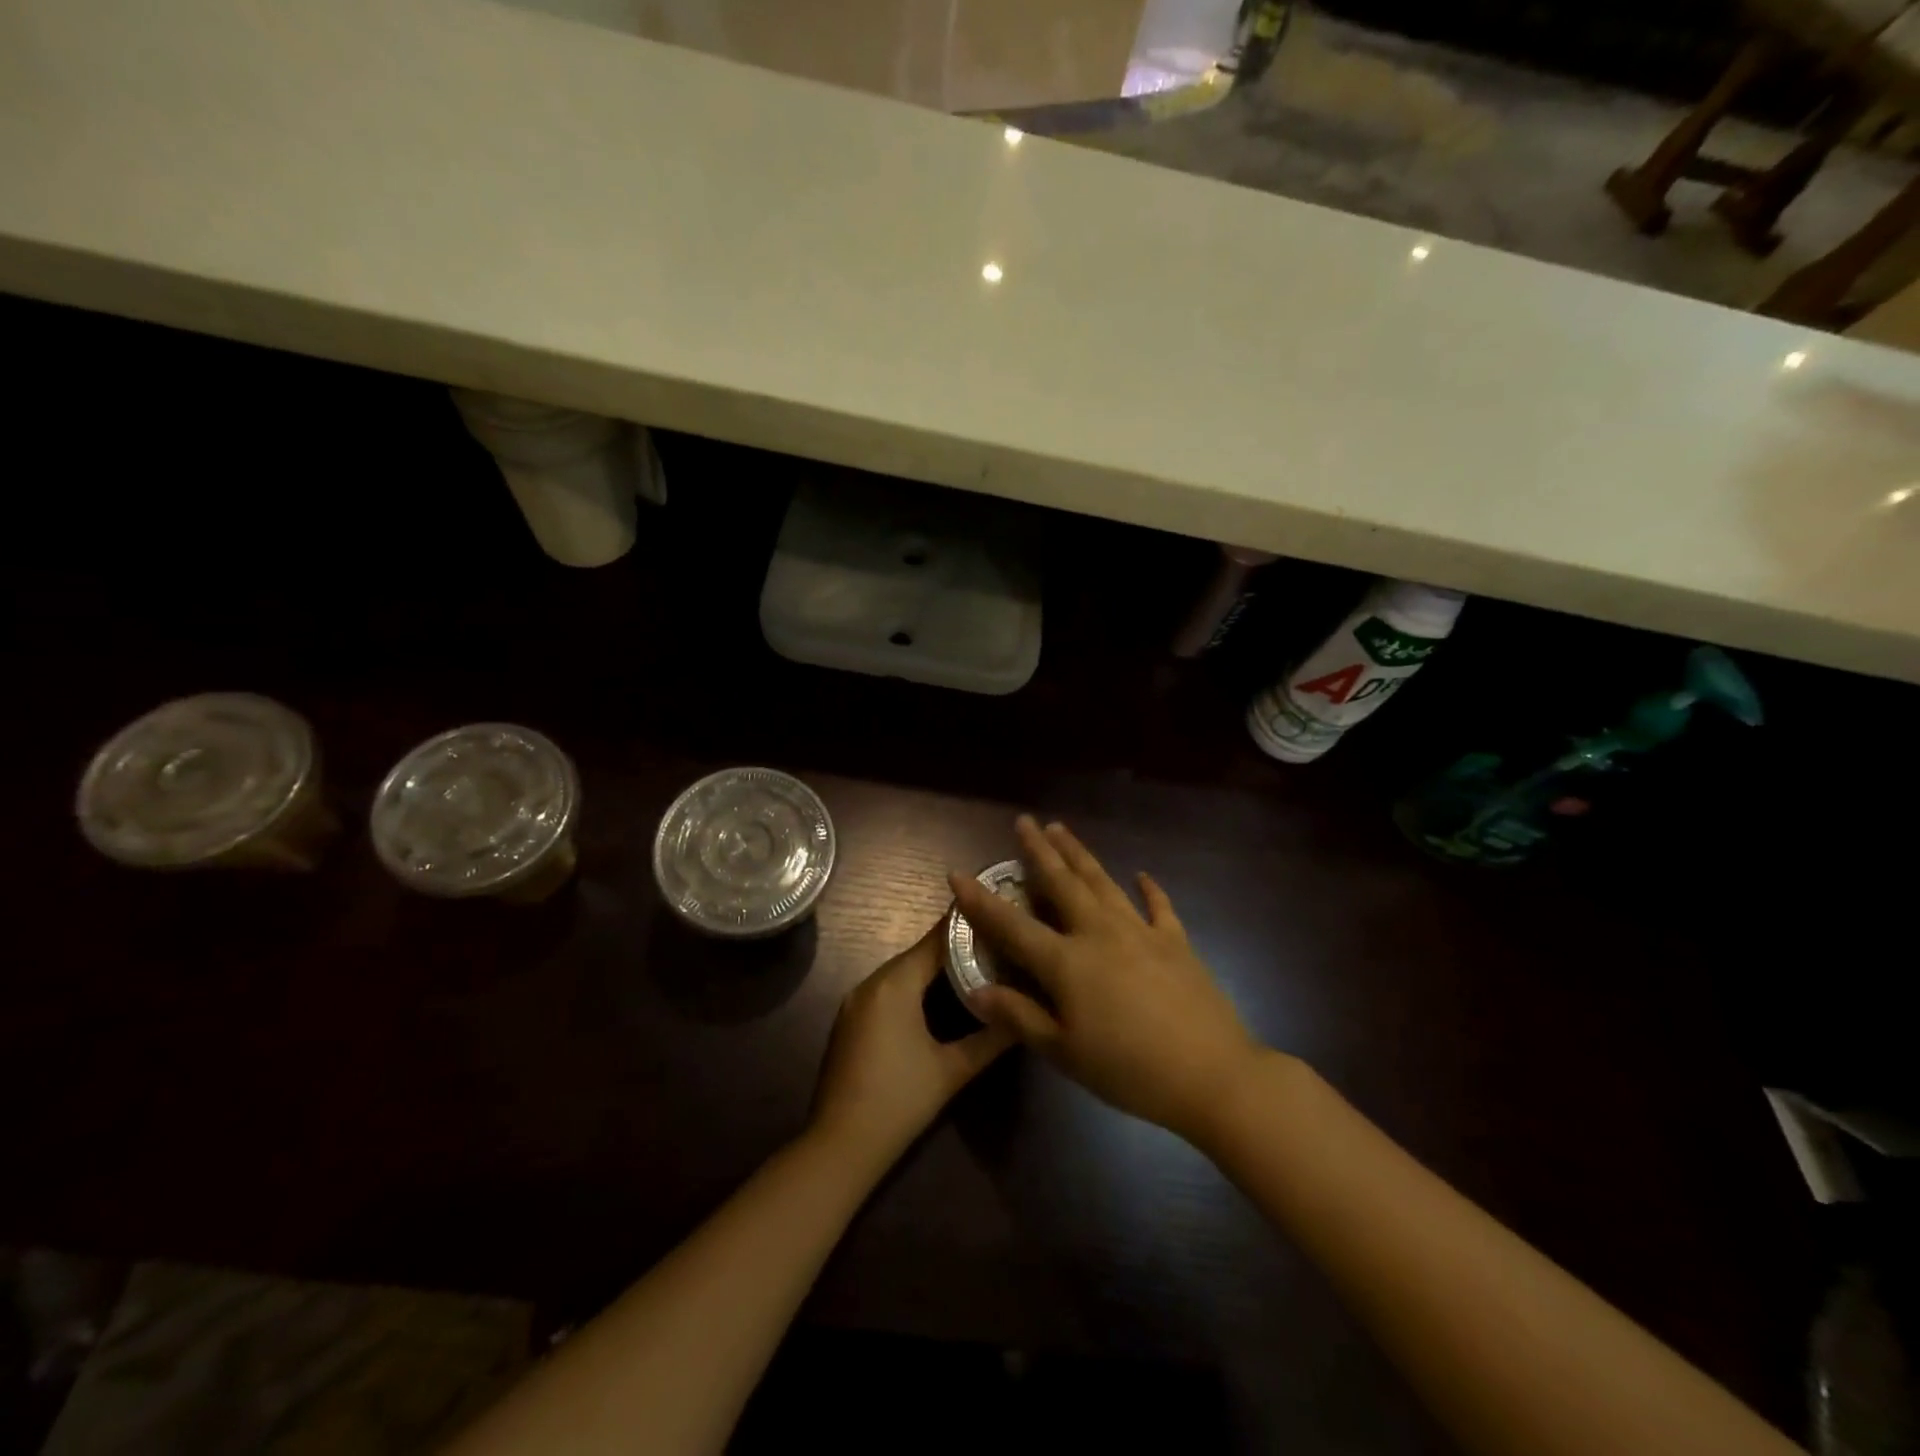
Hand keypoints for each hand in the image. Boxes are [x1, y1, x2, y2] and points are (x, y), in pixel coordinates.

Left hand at [810, 921, 1014, 1166]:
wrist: (840, 1146)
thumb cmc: (899, 1102)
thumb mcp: (952, 1070)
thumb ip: (991, 1037)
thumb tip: (1024, 1015)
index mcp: (894, 984)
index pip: (936, 940)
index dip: (968, 926)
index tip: (998, 915)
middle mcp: (871, 982)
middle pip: (919, 953)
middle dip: (955, 947)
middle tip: (995, 943)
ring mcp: (856, 1001)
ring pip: (902, 971)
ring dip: (934, 967)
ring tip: (976, 964)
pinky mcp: (850, 1020)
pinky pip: (888, 989)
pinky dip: (914, 985)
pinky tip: (939, 996)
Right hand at [949, 816, 1265, 1142]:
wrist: (1212, 1074)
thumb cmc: (1129, 1069)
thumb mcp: (1064, 1052)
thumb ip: (1019, 1017)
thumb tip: (976, 991)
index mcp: (1067, 961)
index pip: (1012, 925)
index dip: (981, 900)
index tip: (958, 873)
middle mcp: (1099, 933)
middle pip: (1062, 882)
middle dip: (1039, 850)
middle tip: (1025, 821)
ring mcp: (1140, 932)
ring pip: (1102, 882)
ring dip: (1079, 854)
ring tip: (1062, 829)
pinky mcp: (1175, 941)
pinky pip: (1157, 906)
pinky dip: (1149, 887)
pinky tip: (1141, 874)